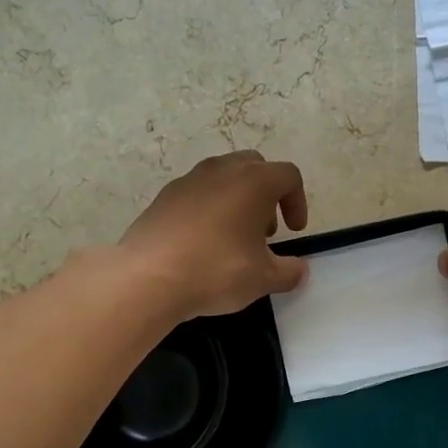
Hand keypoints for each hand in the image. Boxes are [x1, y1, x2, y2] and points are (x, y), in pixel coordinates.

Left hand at [121, 151, 309, 318]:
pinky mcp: (164, 197)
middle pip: (255, 168)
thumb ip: (288, 272)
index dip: (297, 202)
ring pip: (223, 178)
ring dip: (236, 200)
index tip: (295, 231)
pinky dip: (208, 210)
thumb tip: (299, 270)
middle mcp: (221, 170)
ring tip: (234, 239)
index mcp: (254, 181)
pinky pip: (196, 194)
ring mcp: (188, 180)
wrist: (148, 277)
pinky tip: (202, 244)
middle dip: (266, 196)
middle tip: (265, 232)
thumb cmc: (216, 271)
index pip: (288, 176)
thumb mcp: (263, 279)